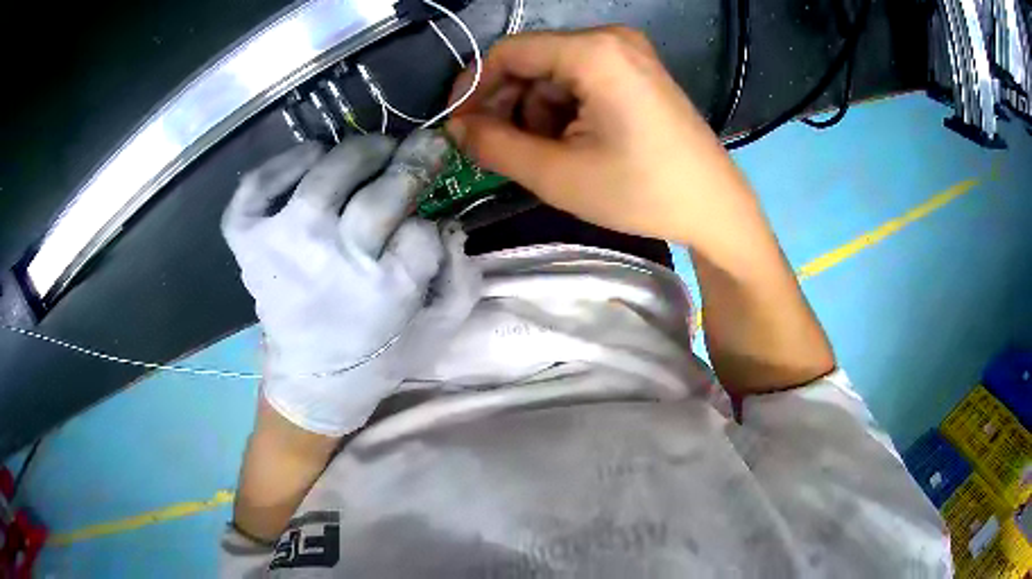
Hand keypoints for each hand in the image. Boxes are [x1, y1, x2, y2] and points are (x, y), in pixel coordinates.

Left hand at [222, 131, 479, 435]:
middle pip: (380, 195)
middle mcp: (331, 262)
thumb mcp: (437, 325)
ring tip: (372, 153)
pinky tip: (312, 158)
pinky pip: (258, 185)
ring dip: (358, 153)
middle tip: (422, 149)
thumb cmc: (380, 349)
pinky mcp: (249, 241)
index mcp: (384, 292)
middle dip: (412, 164)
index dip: (427, 217)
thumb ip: (458, 275)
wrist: (314, 377)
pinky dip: (284, 162)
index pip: (421, 231)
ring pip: (325, 174)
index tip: (426, 217)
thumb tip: (447, 222)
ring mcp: (283, 245)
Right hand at [446, 27, 756, 250]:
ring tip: (549, 156)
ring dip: (537, 113)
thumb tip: (455, 127)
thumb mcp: (557, 174)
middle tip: (499, 150)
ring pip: (554, 74)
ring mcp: (629, 53)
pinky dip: (565, 110)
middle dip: (508, 105)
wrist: (715, 208)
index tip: (458, 127)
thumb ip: (494, 145)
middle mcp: (611, 39)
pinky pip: (582, 80)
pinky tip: (574, 144)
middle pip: (532, 61)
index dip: (474, 88)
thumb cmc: (641, 192)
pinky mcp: (638, 71)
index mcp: (593, 52)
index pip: (508, 53)